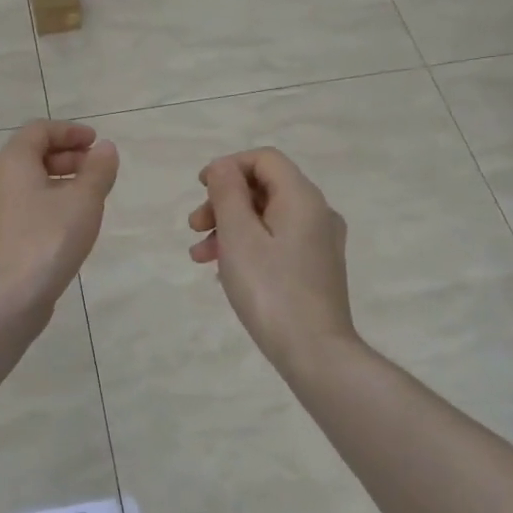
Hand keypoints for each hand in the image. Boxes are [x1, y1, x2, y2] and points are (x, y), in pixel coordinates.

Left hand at [0, 121, 118, 309]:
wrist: (7, 297)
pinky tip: (70, 223)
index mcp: (12, 162)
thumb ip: (98, 170)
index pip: (39, 130)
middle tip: (96, 169)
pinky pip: (25, 205)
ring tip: (89, 197)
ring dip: (60, 180)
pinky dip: (49, 202)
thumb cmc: (48, 238)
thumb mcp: (83, 200)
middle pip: (31, 154)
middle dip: (67, 155)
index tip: (96, 143)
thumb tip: (105, 148)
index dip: (70, 131)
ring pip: (28, 182)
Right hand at [188, 148, 356, 366]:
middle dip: (223, 202)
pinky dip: (247, 247)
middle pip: (264, 188)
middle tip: (194, 227)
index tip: (200, 188)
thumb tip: (222, 167)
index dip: (229, 166)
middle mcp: (317, 213)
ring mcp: (319, 243)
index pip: (264, 159)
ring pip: (267, 218)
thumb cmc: (270, 289)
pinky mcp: (316, 268)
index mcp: (302, 197)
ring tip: (199, 256)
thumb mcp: (238, 236)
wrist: (315, 353)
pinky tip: (224, 272)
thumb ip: (227, 193)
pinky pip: (276, 242)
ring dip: (229, 228)